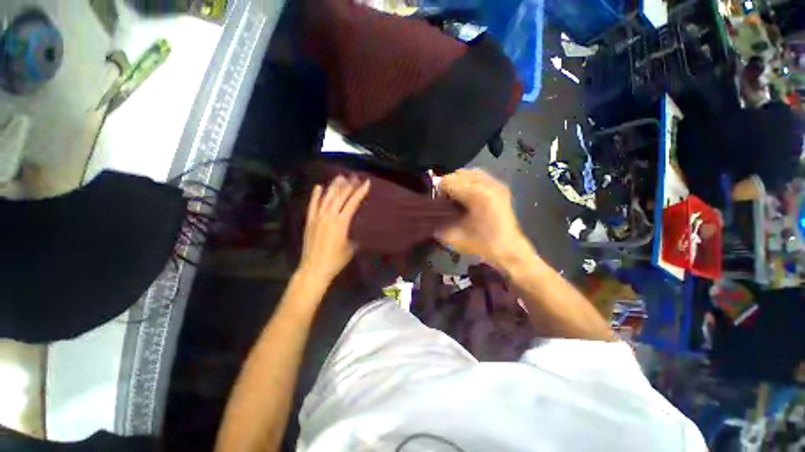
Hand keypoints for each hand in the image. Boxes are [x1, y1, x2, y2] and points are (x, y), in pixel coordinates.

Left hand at [298, 176, 370, 286]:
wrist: (314, 269)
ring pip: (327, 197)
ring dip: (334, 186)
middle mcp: (329, 216)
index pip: (352, 202)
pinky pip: (312, 205)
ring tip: (340, 177)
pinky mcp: (309, 221)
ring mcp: (317, 217)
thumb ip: (353, 235)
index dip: (360, 192)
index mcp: (341, 223)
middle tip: (354, 177)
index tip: (366, 182)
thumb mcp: (351, 247)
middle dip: (348, 185)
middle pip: (340, 196)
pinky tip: (319, 186)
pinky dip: (316, 195)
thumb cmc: (336, 260)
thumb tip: (355, 228)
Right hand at [436, 169, 528, 266]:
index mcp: (476, 195)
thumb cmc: (482, 244)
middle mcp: (487, 184)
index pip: (449, 181)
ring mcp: (496, 184)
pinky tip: (469, 195)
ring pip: (469, 172)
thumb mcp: (454, 237)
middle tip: (447, 201)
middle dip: (449, 185)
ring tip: (457, 196)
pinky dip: (470, 182)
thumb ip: (438, 224)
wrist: (509, 250)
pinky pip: (480, 176)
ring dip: (459, 182)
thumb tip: (430, 214)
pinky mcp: (501, 187)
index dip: (439, 191)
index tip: (439, 204)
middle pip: (459, 173)